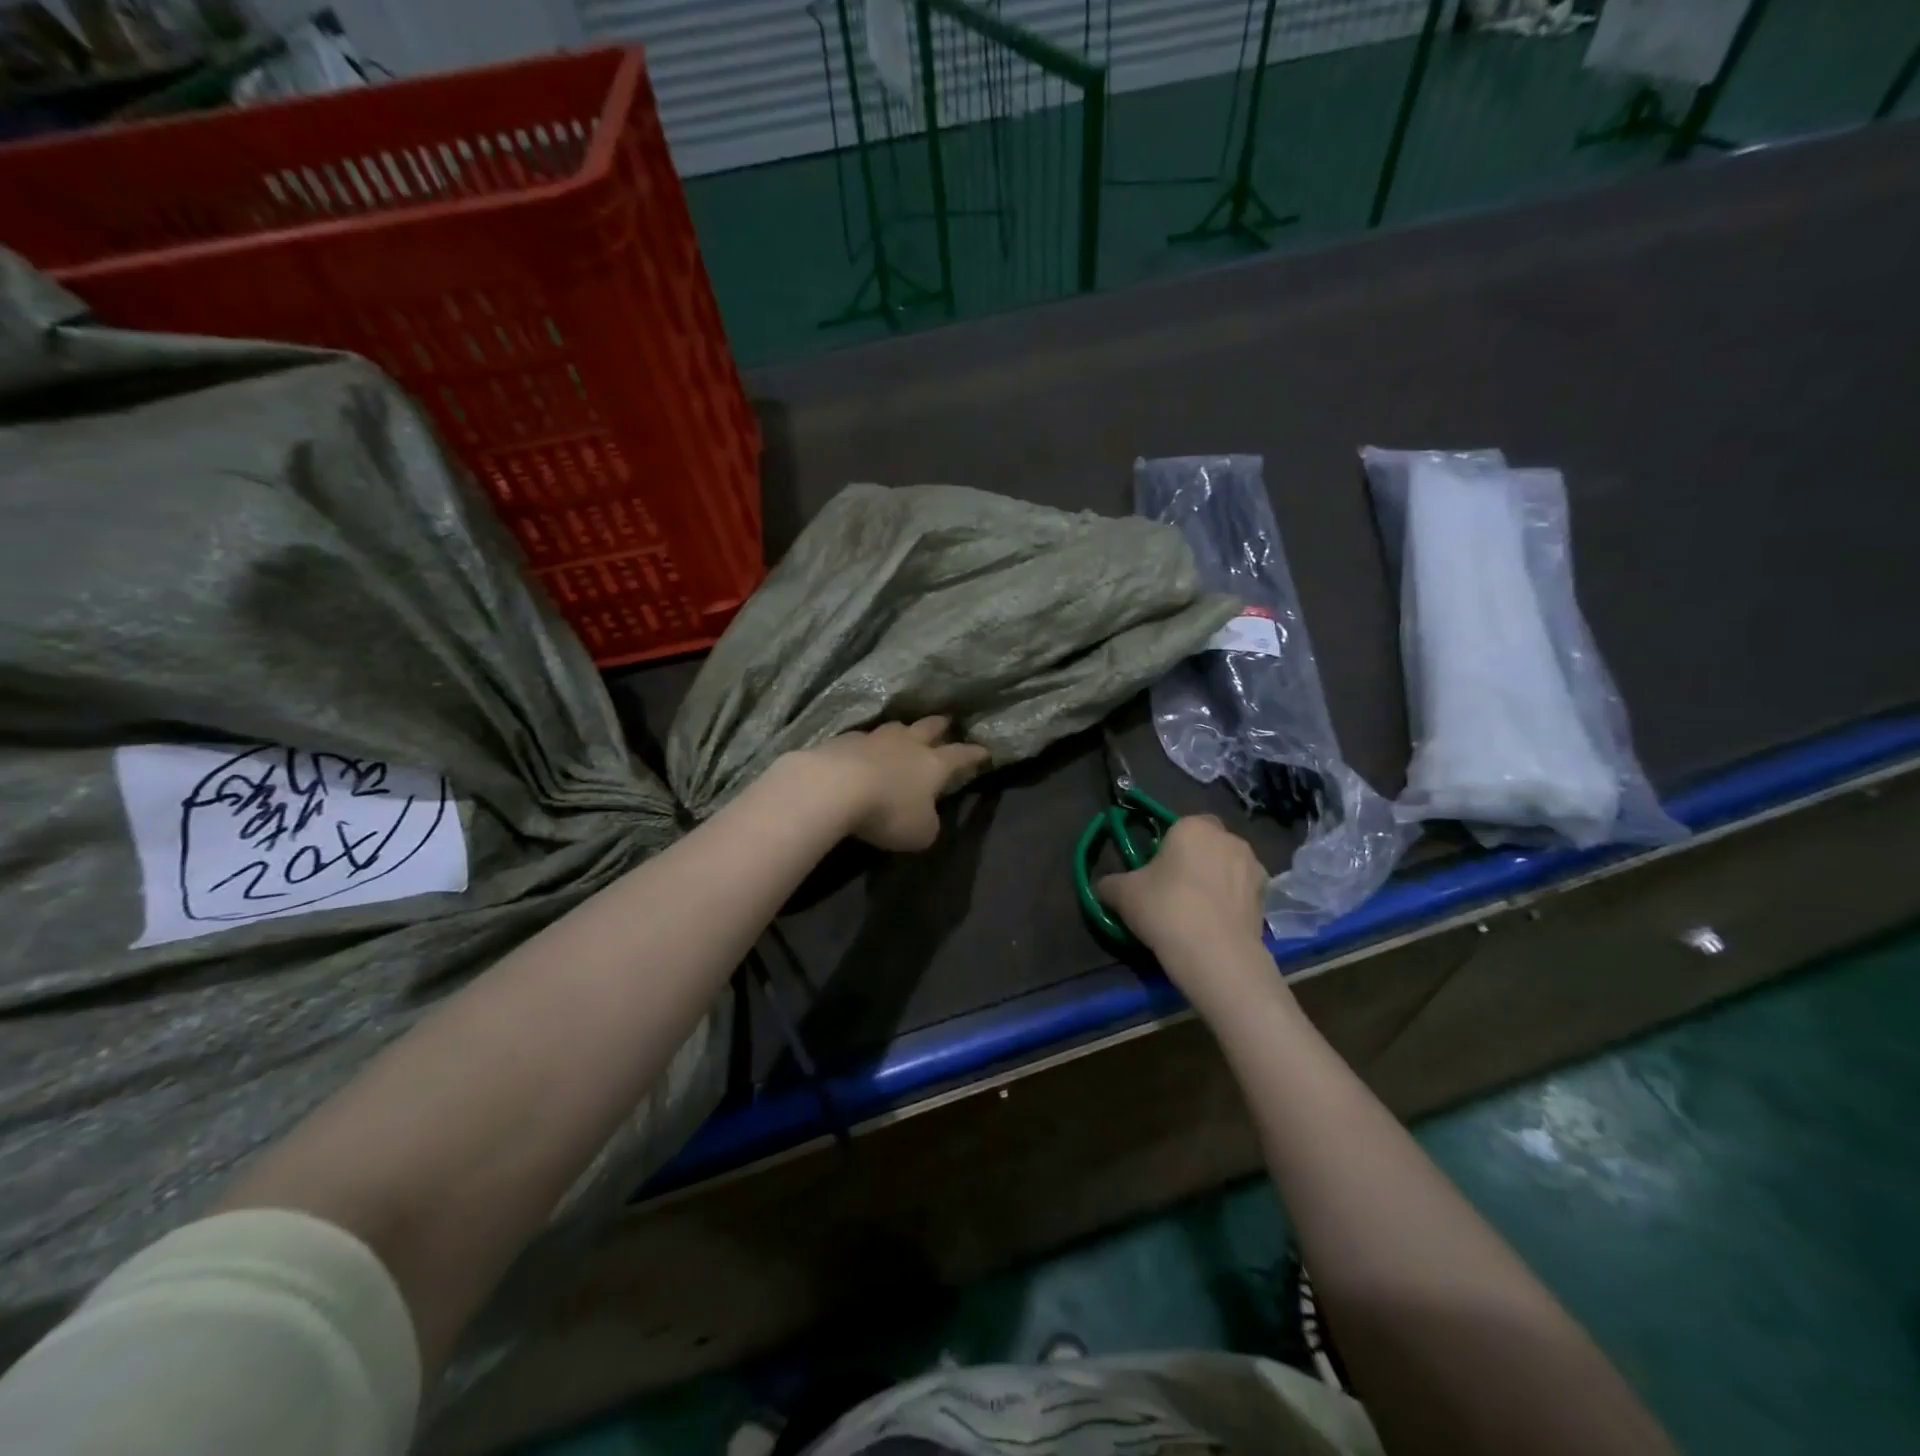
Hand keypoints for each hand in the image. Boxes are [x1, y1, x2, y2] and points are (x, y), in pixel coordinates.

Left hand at [805, 717, 991, 851]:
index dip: (974, 754)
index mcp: (933, 765)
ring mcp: (874, 739)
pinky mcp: (843, 741)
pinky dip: (867, 745)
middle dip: (940, 726)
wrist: (834, 787)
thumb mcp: (920, 832)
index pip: (960, 755)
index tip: (985, 750)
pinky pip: (862, 739)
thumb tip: (926, 817)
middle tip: (947, 721)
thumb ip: (928, 823)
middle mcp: (907, 745)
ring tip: (904, 732)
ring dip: (903, 730)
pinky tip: (863, 750)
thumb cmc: (888, 811)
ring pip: (895, 728)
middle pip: (928, 728)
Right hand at [1097, 815, 1267, 972]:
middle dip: (1195, 860)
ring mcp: (1254, 868)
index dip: (1168, 846)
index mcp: (1194, 826)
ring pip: (1228, 868)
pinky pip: (1241, 894)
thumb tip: (1103, 886)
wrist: (1216, 955)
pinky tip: (1214, 927)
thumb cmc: (1166, 909)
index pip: (1180, 825)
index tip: (1155, 871)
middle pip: (1207, 844)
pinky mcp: (1267, 899)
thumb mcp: (1123, 894)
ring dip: (1216, 882)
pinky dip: (1230, 904)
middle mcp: (1229, 839)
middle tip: (1173, 890)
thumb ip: (1109, 883)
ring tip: (1196, 913)